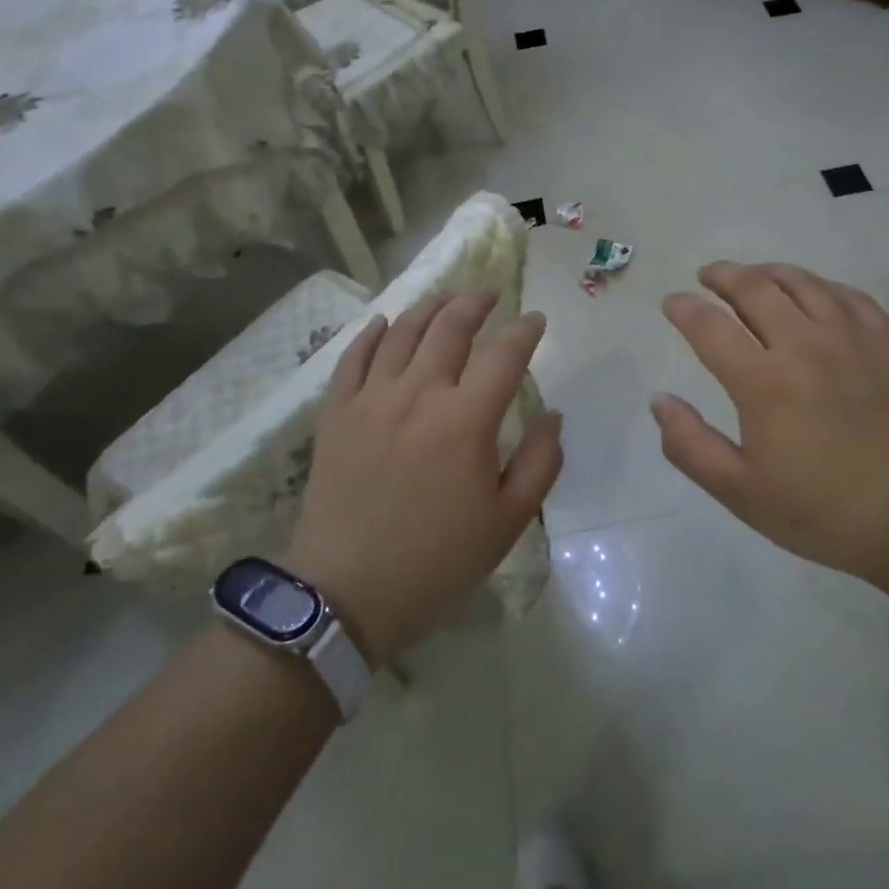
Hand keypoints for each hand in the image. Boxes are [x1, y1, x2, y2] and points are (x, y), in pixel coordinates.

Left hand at [284, 292, 561, 664]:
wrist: (347, 592)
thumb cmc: (438, 560)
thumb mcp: (509, 521)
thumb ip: (541, 462)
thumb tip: (552, 415)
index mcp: (467, 419)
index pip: (504, 355)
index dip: (525, 331)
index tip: (535, 320)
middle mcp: (419, 393)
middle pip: (450, 328)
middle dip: (475, 304)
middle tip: (488, 295)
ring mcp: (372, 398)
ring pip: (402, 332)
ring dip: (428, 307)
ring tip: (445, 297)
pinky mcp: (336, 412)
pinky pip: (353, 357)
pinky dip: (371, 333)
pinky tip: (384, 322)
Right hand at [652, 262, 888, 594]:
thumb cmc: (825, 512)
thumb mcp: (742, 493)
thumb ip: (691, 446)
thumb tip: (659, 401)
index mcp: (764, 382)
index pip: (710, 326)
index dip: (684, 309)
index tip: (671, 302)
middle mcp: (804, 345)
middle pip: (754, 288)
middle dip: (722, 276)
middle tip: (707, 275)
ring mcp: (851, 338)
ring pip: (801, 282)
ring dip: (767, 272)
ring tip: (752, 275)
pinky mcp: (887, 342)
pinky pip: (846, 294)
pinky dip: (818, 285)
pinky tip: (812, 292)